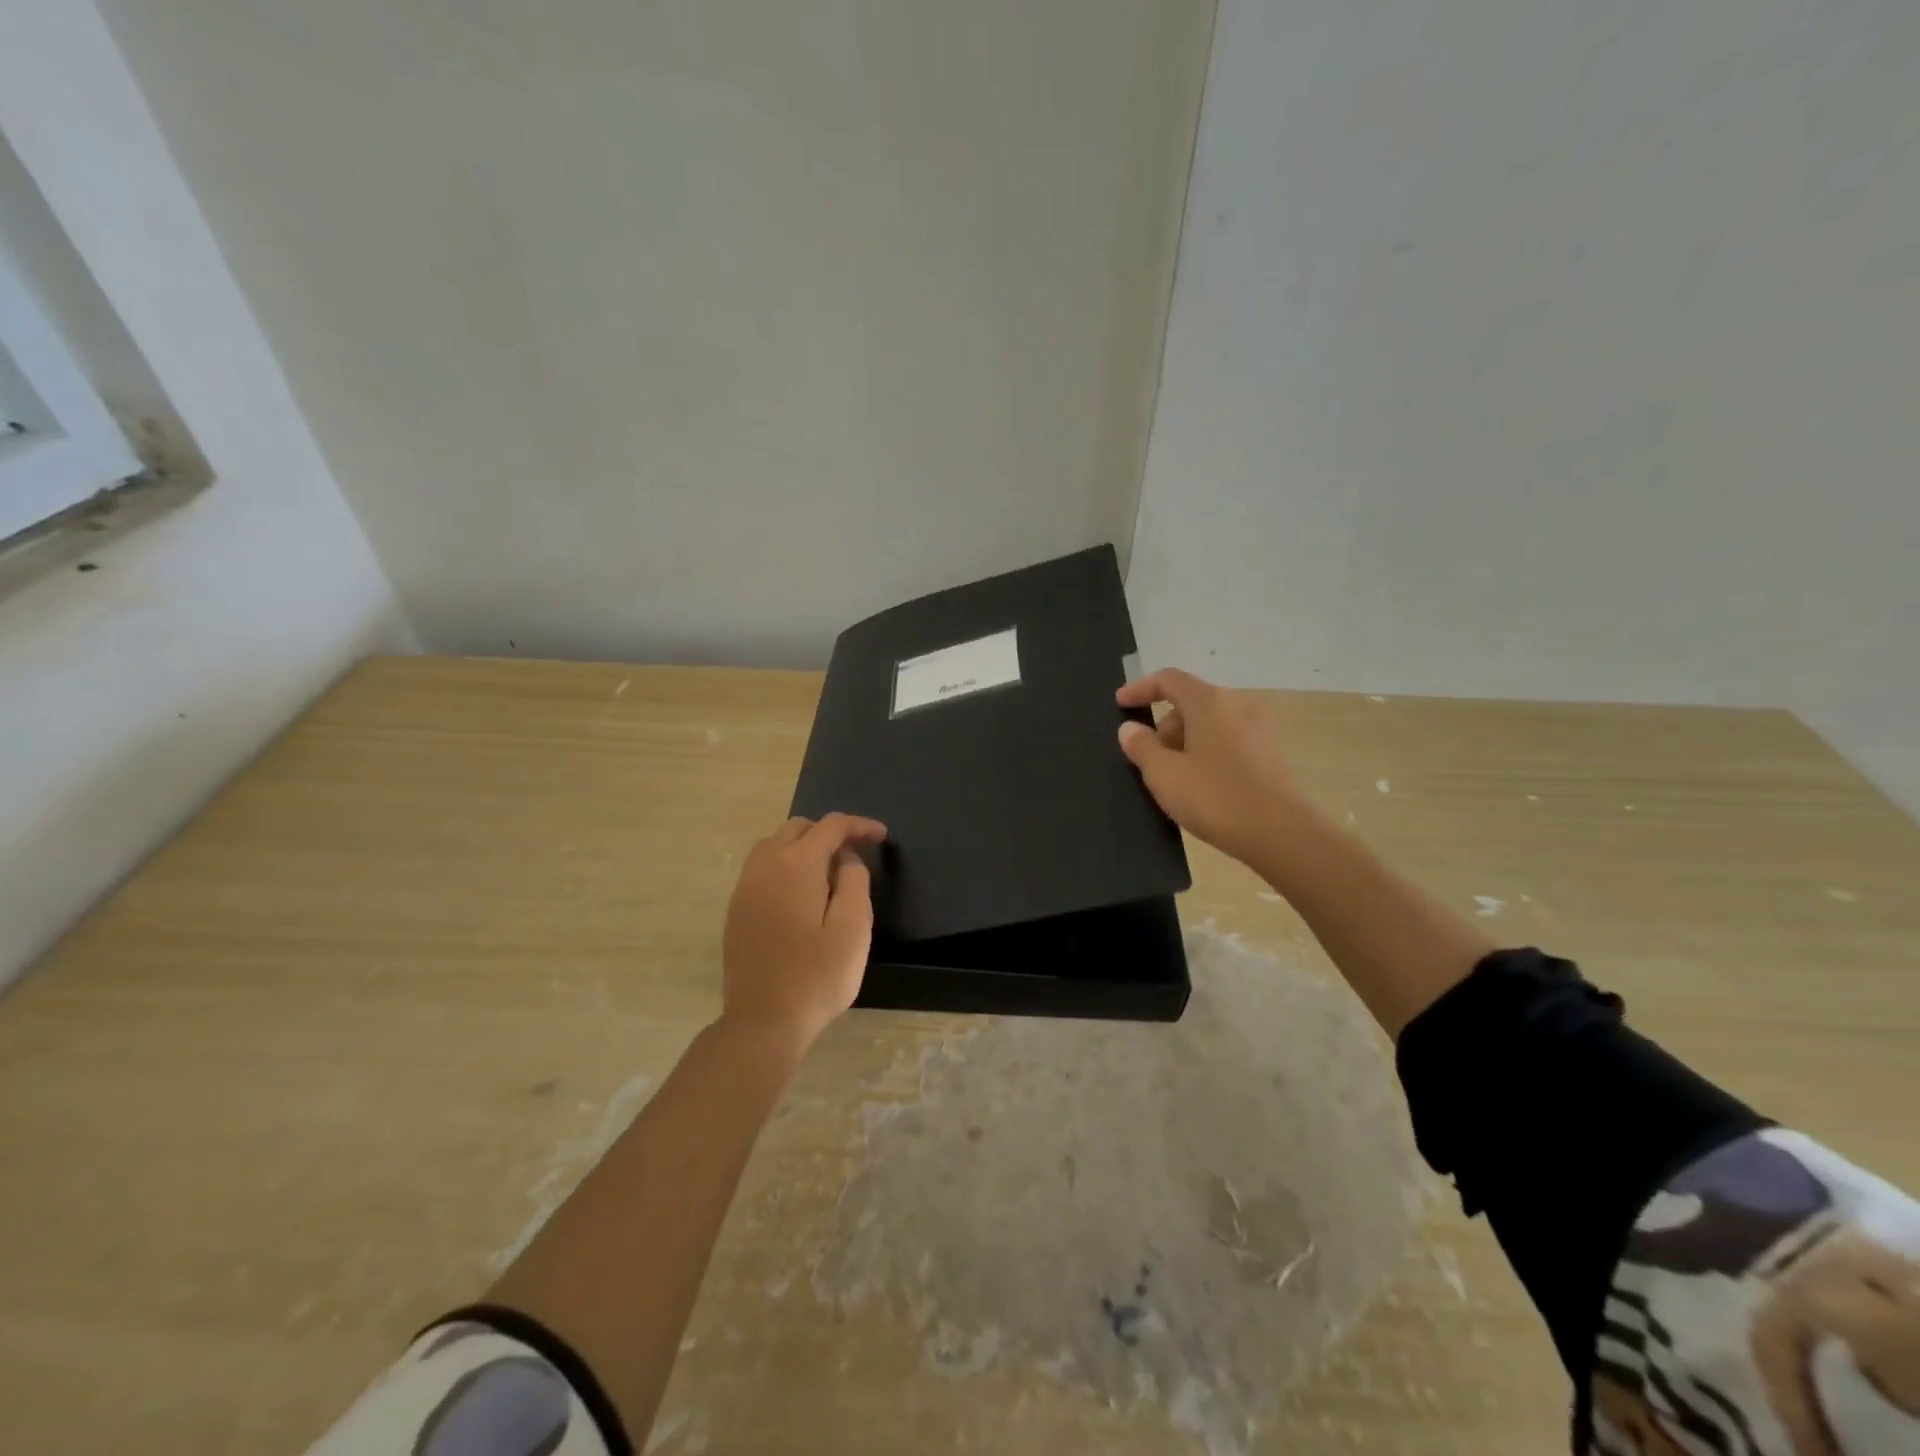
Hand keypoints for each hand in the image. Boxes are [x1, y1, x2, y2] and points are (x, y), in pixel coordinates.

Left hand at [720, 812, 887, 1052]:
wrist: (763, 1021)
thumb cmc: (817, 976)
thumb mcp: (853, 928)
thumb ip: (855, 882)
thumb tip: (846, 859)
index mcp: (797, 865)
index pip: (831, 826)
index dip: (859, 825)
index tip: (881, 836)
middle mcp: (765, 866)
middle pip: (798, 828)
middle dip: (829, 832)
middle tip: (855, 856)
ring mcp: (745, 887)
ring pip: (774, 844)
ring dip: (803, 846)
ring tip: (828, 872)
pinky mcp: (736, 909)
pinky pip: (761, 867)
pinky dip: (784, 864)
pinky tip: (799, 893)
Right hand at [1116, 668, 1305, 865]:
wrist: (1282, 834)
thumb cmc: (1215, 798)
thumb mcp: (1164, 774)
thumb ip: (1142, 747)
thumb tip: (1130, 729)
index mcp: (1210, 702)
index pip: (1169, 679)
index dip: (1141, 688)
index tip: (1120, 704)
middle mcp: (1238, 705)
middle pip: (1191, 702)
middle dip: (1164, 726)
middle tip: (1149, 760)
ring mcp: (1259, 728)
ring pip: (1210, 723)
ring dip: (1186, 742)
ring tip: (1175, 779)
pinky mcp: (1271, 753)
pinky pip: (1229, 741)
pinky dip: (1208, 753)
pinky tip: (1202, 787)